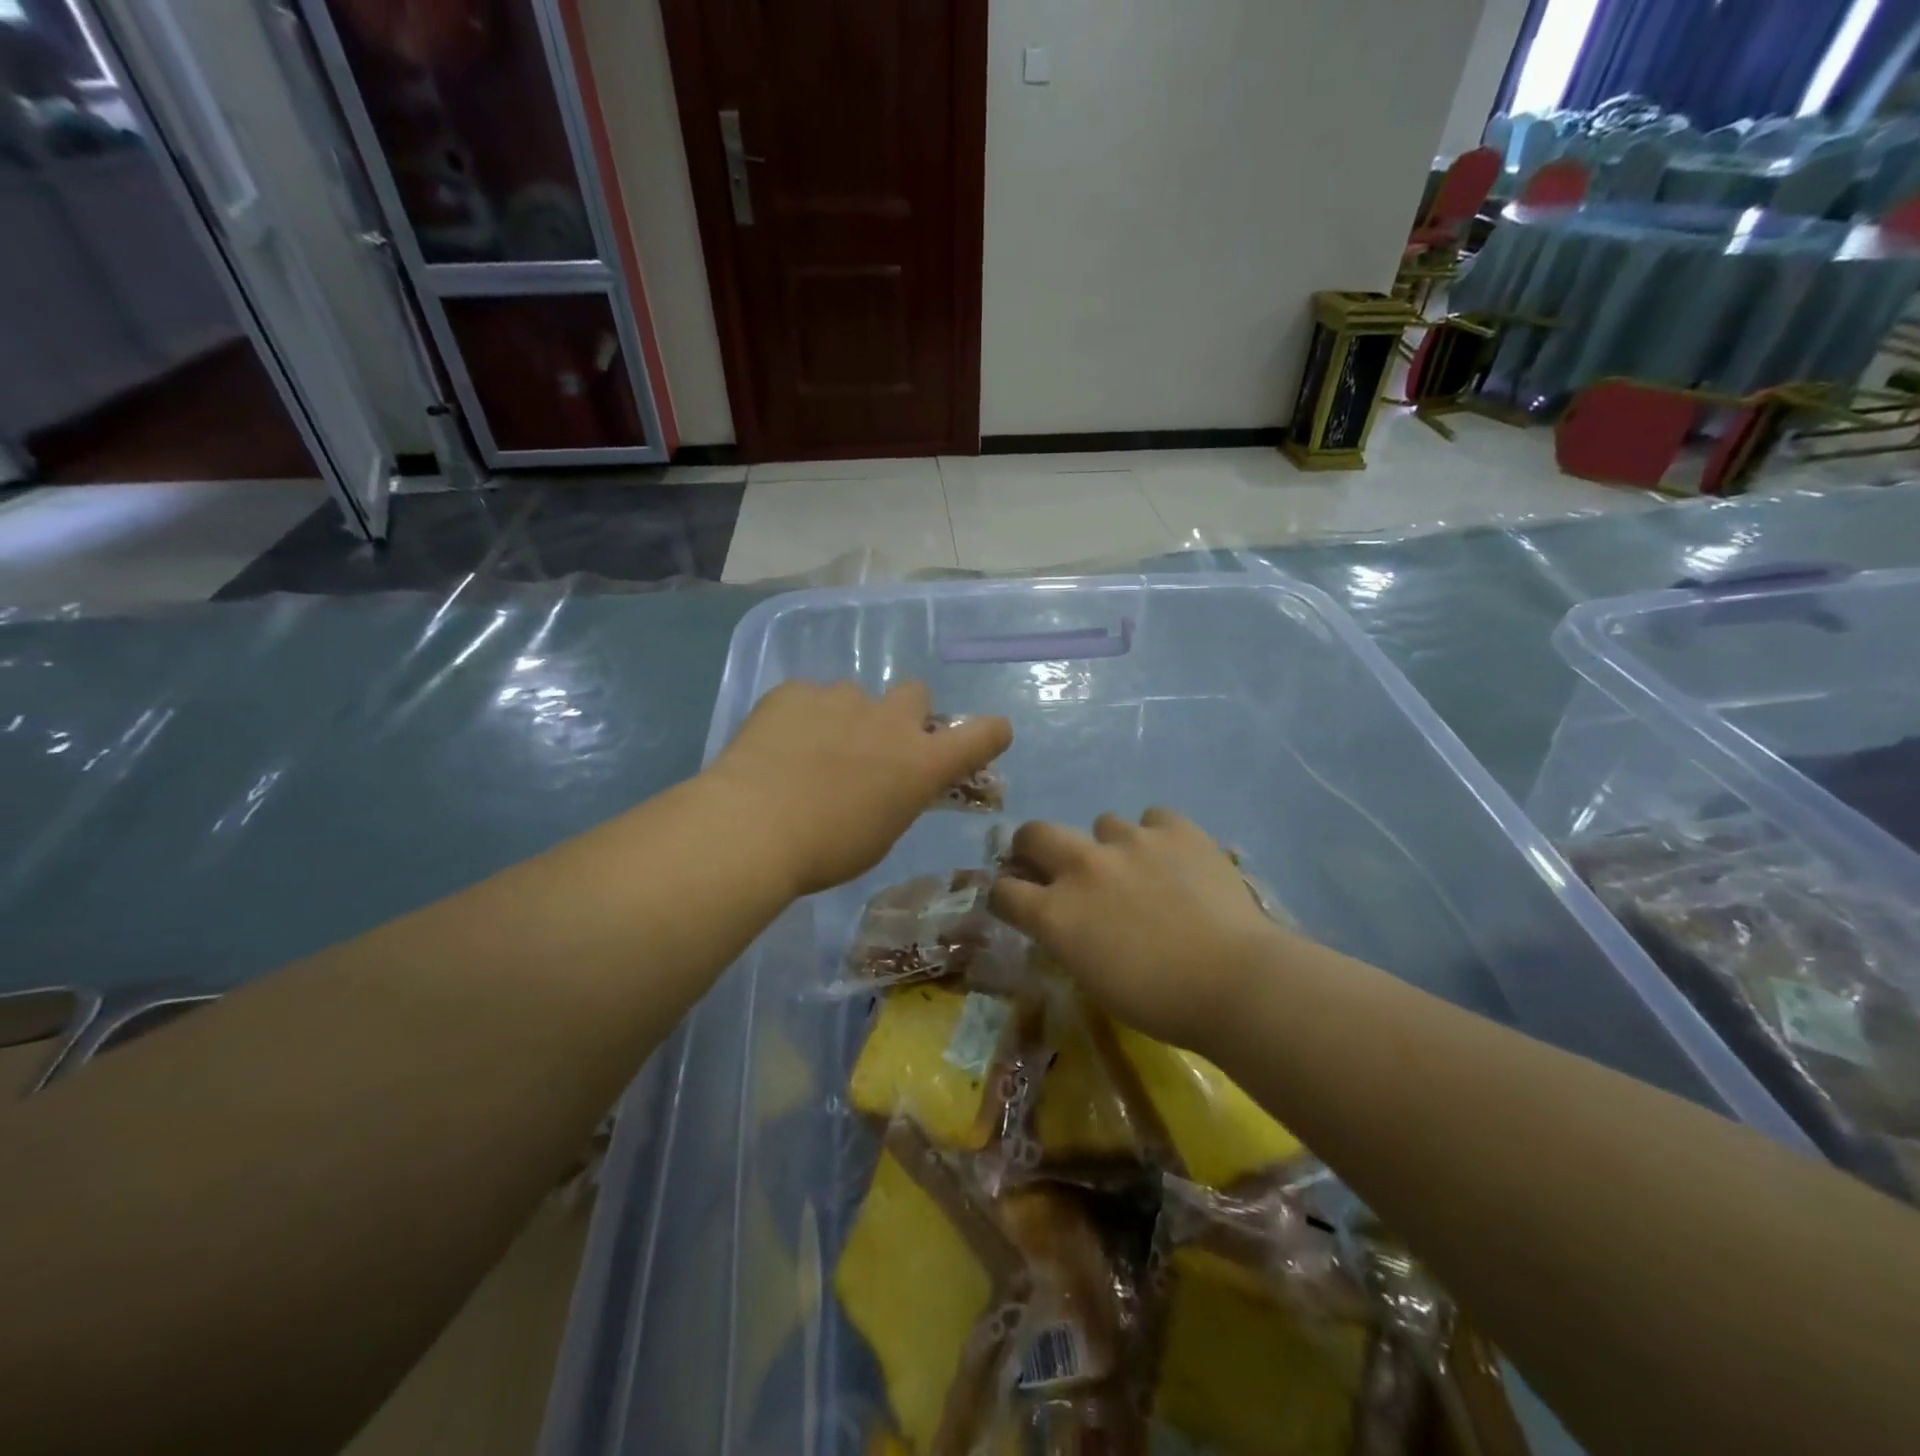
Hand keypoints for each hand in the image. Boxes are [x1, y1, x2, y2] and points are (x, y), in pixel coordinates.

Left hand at [706, 679, 1011, 896]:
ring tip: (811, 751)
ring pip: (856, 695)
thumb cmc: (827, 851)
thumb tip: (892, 782)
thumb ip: (899, 797)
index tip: (986, 737)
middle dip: (902, 716)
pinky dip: (801, 716)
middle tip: (875, 746)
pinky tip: (777, 746)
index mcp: (922, 762)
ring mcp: (841, 699)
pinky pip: (807, 697)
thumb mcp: (882, 834)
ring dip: (846, 717)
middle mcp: (891, 721)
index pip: (983, 734)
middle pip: (916, 694)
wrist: (753, 828)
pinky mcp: (795, 691)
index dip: (989, 733)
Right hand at [990, 809, 1293, 1052]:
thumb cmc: (1160, 1002)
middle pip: (1034, 833)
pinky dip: (1157, 836)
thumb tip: (1064, 919)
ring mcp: (1130, 841)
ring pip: (1102, 824)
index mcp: (1056, 913)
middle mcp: (1083, 866)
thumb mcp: (1093, 979)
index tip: (1017, 901)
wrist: (1235, 982)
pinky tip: (1175, 859)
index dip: (1006, 895)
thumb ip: (1068, 938)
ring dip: (1109, 846)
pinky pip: (1153, 819)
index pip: (1004, 891)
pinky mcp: (1175, 829)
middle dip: (1033, 846)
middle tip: (1052, 863)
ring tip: (1138, 869)